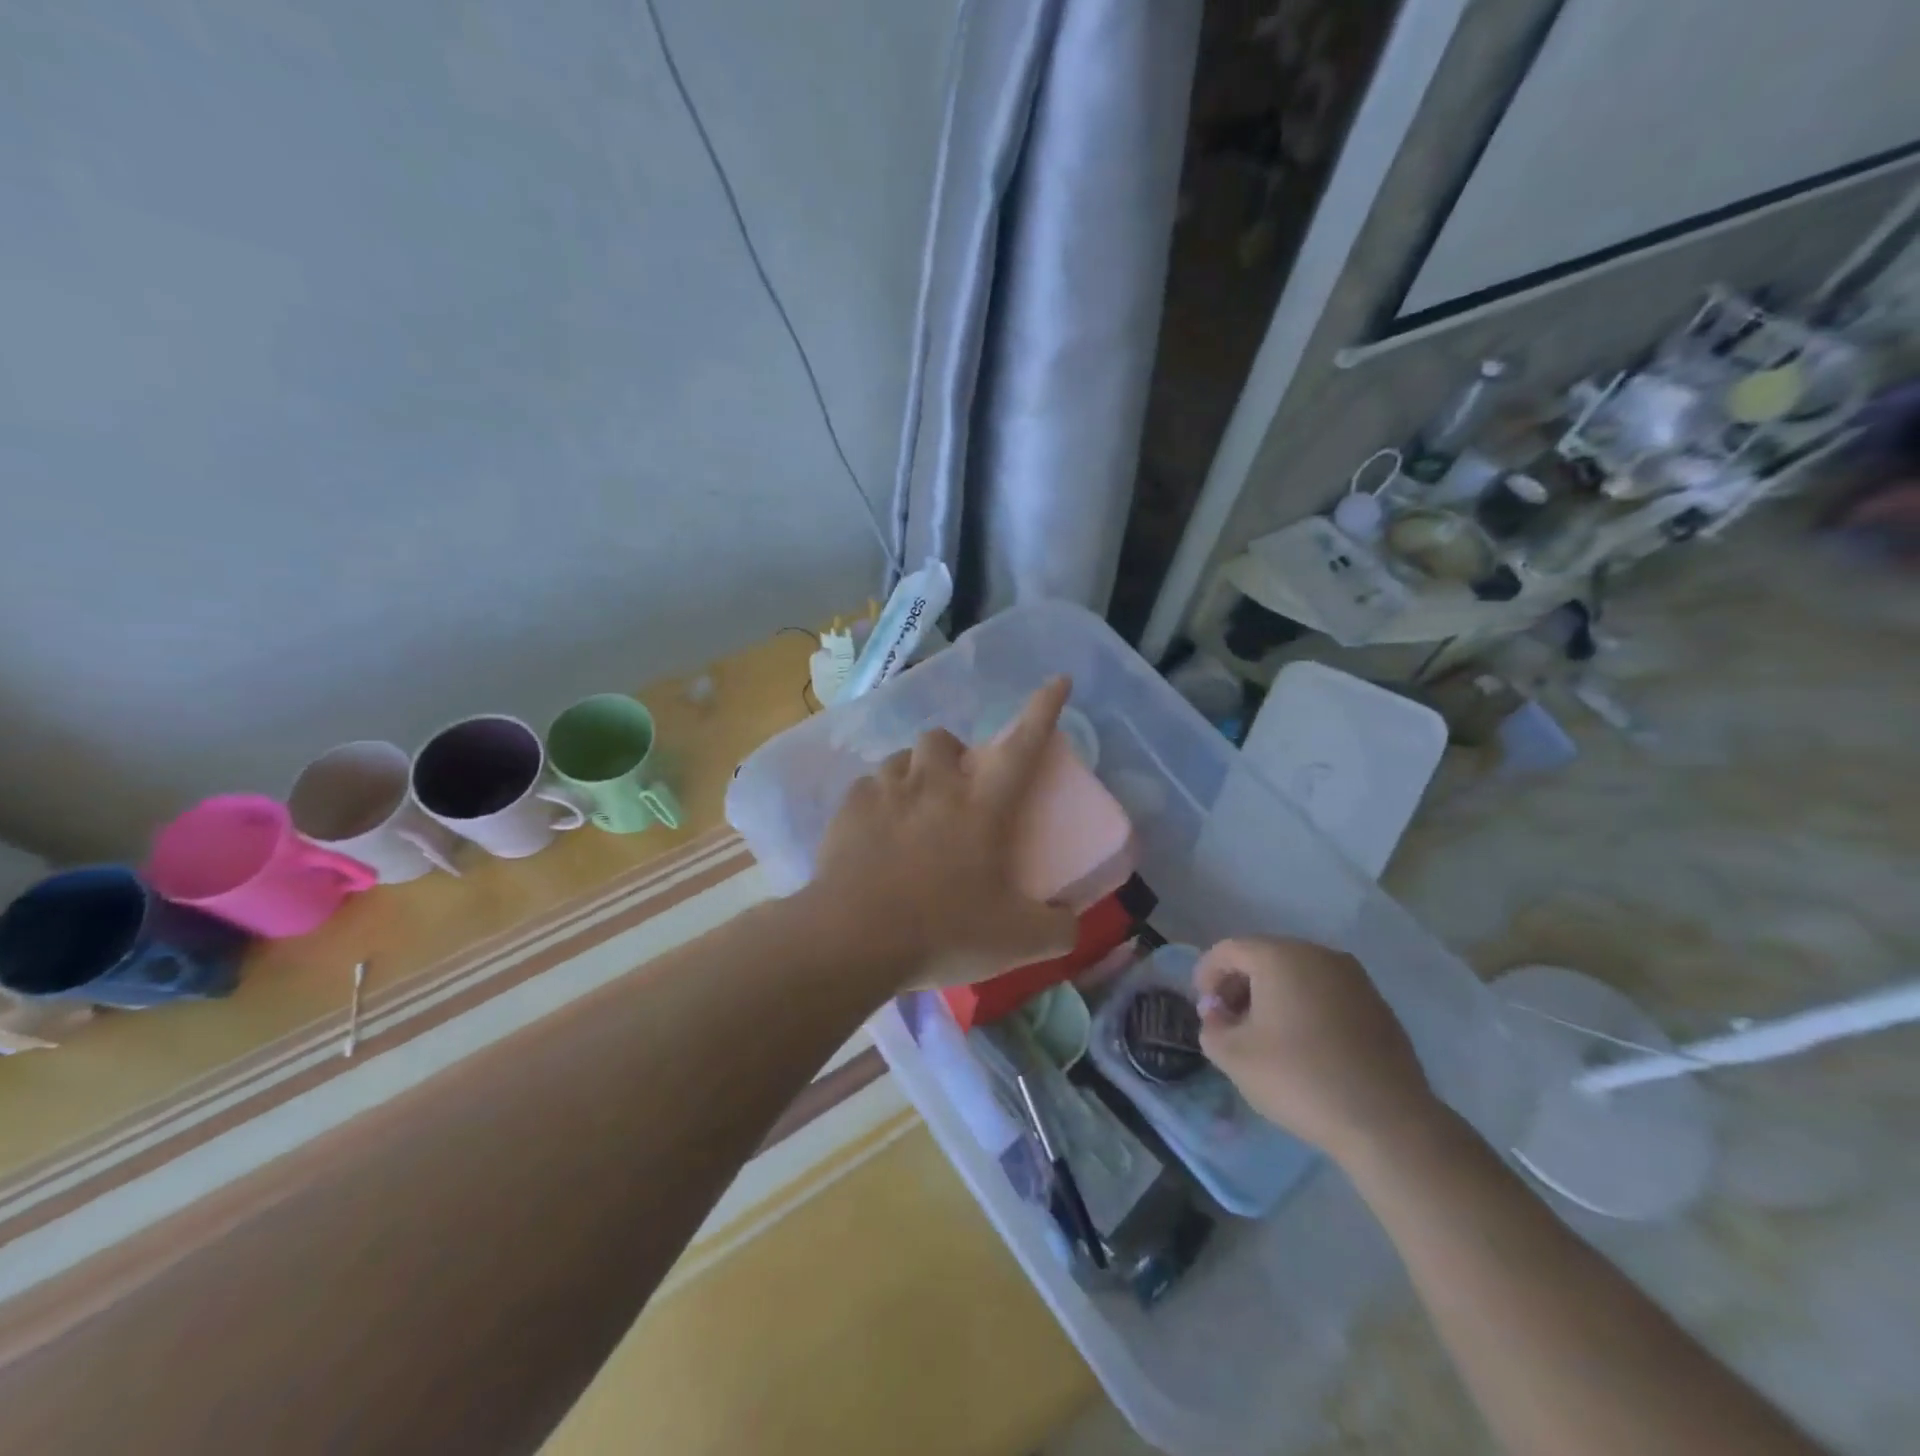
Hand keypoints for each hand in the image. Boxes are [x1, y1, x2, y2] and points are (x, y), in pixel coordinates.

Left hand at [803, 679, 1079, 992]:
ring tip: (913, 810)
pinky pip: (867, 788)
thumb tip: (1070, 922)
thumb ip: (1057, 929)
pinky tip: (877, 833)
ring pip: (901, 758)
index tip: (1058, 680)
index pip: (1023, 745)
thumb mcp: (1017, 940)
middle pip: (944, 739)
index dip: (1044, 710)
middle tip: (955, 790)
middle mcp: (935, 785)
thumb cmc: (943, 931)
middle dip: (953, 753)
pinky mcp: (848, 808)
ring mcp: (886, 791)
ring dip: (913, 775)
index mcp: (983, 806)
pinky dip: (877, 801)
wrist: (854, 938)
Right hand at [1195, 937, 1442, 1165]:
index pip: (1229, 950)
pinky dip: (1306, 1008)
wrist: (1387, 1122)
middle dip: (1240, 985)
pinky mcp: (1378, 1005)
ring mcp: (1354, 978)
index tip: (1203, 1010)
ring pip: (1298, 974)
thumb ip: (1211, 1027)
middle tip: (1229, 1022)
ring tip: (1265, 1036)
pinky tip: (1304, 1046)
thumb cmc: (1300, 1079)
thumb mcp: (1233, 1057)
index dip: (1207, 975)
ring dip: (1273, 996)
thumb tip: (1219, 1015)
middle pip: (1264, 957)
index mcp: (1280, 956)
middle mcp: (1319, 954)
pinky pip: (1326, 993)